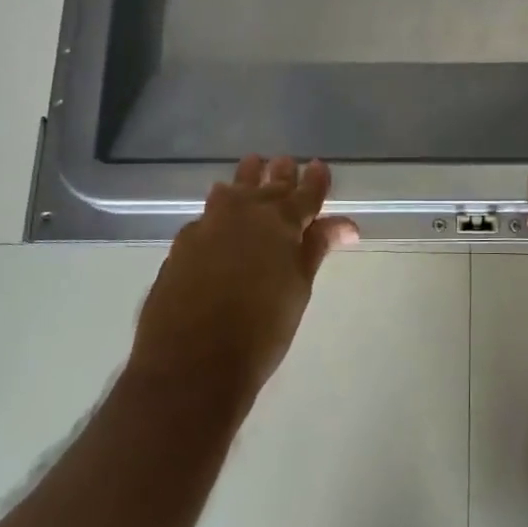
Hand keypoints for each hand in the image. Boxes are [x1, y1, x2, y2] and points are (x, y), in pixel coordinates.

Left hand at [131, 155, 358, 405]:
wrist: (191, 364)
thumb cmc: (261, 330)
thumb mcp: (299, 288)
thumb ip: (316, 249)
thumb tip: (345, 225)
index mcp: (281, 222)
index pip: (305, 193)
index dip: (315, 180)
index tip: (320, 167)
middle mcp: (244, 213)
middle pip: (267, 185)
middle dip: (281, 174)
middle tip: (287, 162)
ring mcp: (208, 225)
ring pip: (232, 191)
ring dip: (246, 180)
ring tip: (252, 169)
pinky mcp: (182, 244)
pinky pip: (207, 216)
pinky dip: (219, 210)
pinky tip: (217, 218)